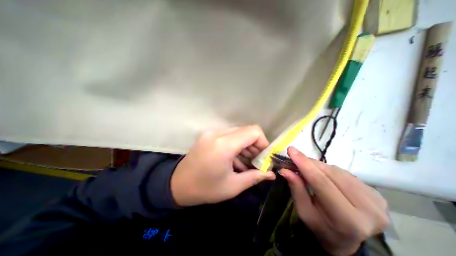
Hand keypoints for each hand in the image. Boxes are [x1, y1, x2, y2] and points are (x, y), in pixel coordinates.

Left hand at [172, 125, 275, 206]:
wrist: (177, 185)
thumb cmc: (205, 188)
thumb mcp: (233, 186)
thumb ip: (255, 177)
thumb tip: (271, 174)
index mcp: (224, 145)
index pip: (253, 131)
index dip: (263, 142)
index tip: (263, 157)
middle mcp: (217, 133)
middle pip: (246, 131)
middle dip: (255, 145)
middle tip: (256, 162)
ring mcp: (211, 132)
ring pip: (238, 132)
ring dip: (245, 145)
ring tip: (246, 162)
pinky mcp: (208, 135)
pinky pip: (228, 135)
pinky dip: (236, 145)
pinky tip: (235, 159)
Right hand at [282, 147, 387, 254]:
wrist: (345, 239)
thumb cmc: (320, 226)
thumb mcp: (304, 211)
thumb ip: (296, 189)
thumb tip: (285, 170)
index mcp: (347, 219)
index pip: (321, 183)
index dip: (304, 164)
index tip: (291, 150)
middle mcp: (368, 209)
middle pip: (330, 174)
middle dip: (309, 163)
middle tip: (295, 158)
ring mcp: (377, 201)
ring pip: (337, 171)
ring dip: (318, 166)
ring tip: (308, 169)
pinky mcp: (377, 194)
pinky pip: (345, 173)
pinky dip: (329, 170)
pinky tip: (323, 175)